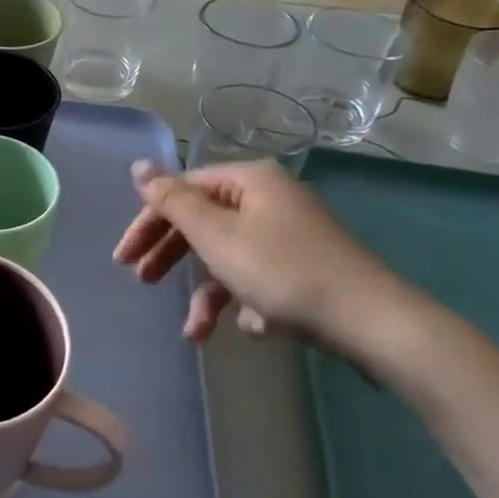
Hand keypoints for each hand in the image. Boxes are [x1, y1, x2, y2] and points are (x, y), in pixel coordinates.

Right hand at [113, 158, 409, 353]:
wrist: (373, 323)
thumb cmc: (284, 272)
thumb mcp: (217, 235)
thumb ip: (172, 201)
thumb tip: (139, 166)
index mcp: (249, 181)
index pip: (183, 191)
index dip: (149, 221)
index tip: (124, 258)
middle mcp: (270, 199)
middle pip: (203, 221)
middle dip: (171, 256)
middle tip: (142, 281)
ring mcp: (291, 234)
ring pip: (230, 255)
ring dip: (206, 292)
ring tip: (194, 331)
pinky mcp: (307, 267)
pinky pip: (259, 276)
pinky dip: (244, 300)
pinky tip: (250, 326)